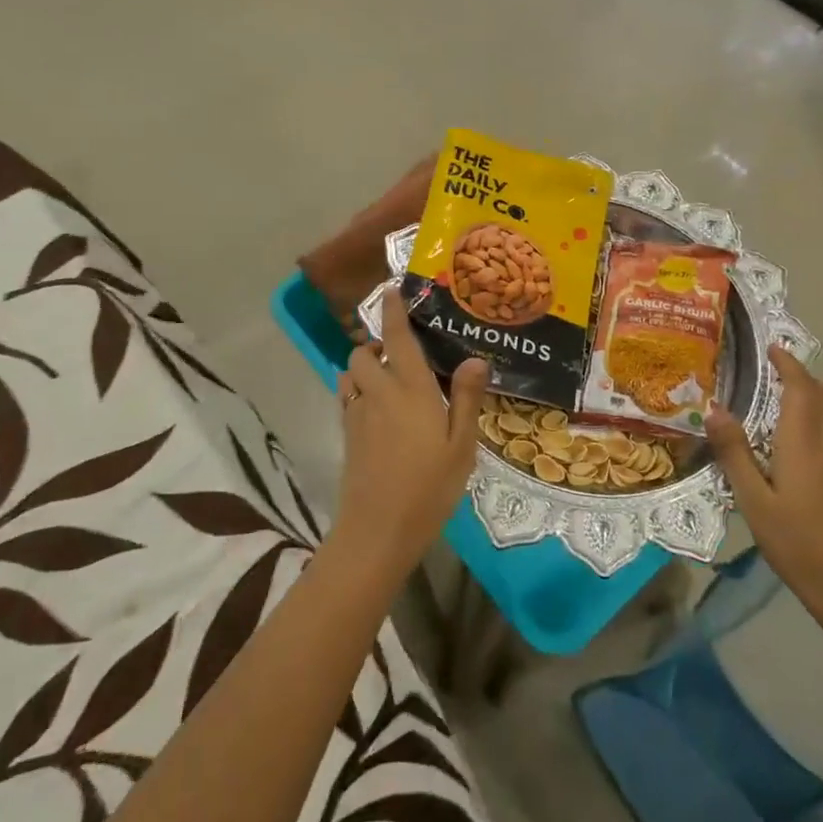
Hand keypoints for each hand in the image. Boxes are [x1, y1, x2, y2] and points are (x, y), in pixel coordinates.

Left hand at [329, 288, 489, 582]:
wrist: (377, 531)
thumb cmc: (429, 488)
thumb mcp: (461, 447)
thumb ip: (466, 399)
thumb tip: (475, 359)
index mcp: (411, 390)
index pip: (398, 338)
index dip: (392, 311)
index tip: (390, 289)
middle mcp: (379, 393)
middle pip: (363, 352)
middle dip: (375, 344)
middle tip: (401, 352)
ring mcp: (357, 414)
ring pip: (350, 373)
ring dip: (364, 367)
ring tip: (389, 379)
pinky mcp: (347, 435)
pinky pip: (347, 397)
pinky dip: (357, 390)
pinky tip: (379, 409)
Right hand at [708, 347, 822, 615]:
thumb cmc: (796, 542)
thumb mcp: (753, 500)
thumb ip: (734, 453)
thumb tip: (713, 408)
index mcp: (802, 445)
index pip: (802, 391)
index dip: (789, 365)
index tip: (771, 348)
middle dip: (803, 376)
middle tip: (773, 369)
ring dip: (808, 395)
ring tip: (774, 396)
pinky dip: (808, 418)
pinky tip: (780, 437)